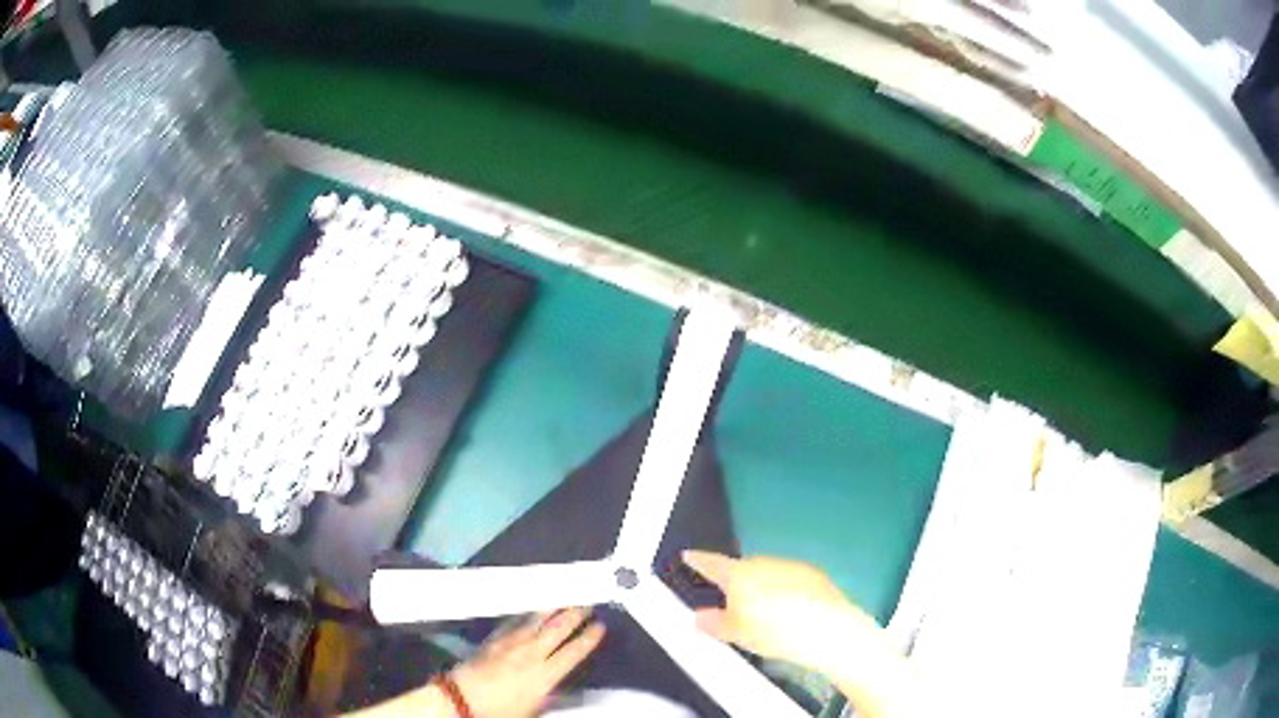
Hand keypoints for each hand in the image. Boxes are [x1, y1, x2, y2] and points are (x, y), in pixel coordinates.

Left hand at [450, 607, 605, 717]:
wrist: (462, 698)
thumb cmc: (501, 710)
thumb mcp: (534, 708)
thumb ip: (553, 694)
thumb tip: (567, 686)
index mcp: (545, 674)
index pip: (573, 652)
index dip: (588, 638)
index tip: (600, 626)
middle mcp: (531, 654)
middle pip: (557, 629)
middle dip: (575, 614)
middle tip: (587, 602)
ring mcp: (511, 642)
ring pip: (537, 620)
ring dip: (554, 608)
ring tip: (566, 596)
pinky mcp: (494, 638)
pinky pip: (515, 620)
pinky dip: (528, 612)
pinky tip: (533, 608)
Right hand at [682, 551, 871, 669]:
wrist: (828, 630)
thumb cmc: (775, 632)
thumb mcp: (736, 635)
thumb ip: (714, 623)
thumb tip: (700, 616)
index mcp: (739, 574)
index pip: (711, 563)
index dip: (697, 560)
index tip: (688, 555)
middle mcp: (764, 562)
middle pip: (741, 568)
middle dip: (733, 583)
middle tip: (729, 606)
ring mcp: (791, 566)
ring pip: (766, 573)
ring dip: (759, 587)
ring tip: (760, 616)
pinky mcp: (814, 574)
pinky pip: (787, 579)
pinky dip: (781, 591)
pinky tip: (786, 613)